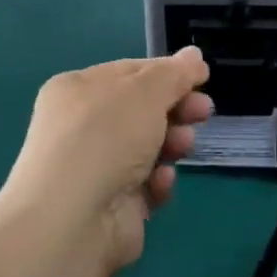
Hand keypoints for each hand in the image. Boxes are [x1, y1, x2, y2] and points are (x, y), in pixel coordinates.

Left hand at [0, 49, 212, 273]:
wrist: (73, 220)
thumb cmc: (106, 137)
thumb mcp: (146, 91)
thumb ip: (174, 73)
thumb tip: (194, 55)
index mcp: (77, 89)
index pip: (130, 72)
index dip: (167, 73)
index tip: (201, 79)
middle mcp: (80, 126)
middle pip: (141, 110)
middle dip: (176, 109)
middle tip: (203, 112)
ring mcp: (94, 168)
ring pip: (147, 147)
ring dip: (171, 143)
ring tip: (182, 146)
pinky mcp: (109, 206)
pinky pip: (144, 185)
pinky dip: (157, 181)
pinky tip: (159, 182)